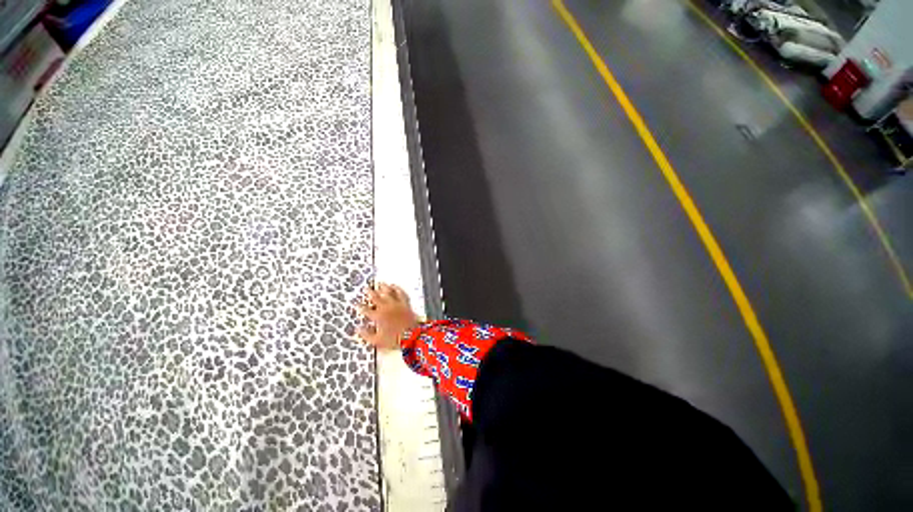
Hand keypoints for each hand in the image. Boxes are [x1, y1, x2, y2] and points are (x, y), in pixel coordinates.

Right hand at [357, 283, 420, 350]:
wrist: (412, 336)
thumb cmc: (394, 340)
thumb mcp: (377, 341)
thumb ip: (366, 335)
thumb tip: (357, 329)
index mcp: (378, 316)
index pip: (366, 310)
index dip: (360, 306)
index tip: (356, 303)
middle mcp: (386, 308)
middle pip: (376, 298)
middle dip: (369, 292)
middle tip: (366, 288)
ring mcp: (396, 304)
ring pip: (388, 293)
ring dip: (383, 288)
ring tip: (379, 283)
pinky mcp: (405, 303)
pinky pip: (400, 293)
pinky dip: (397, 288)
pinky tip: (394, 286)